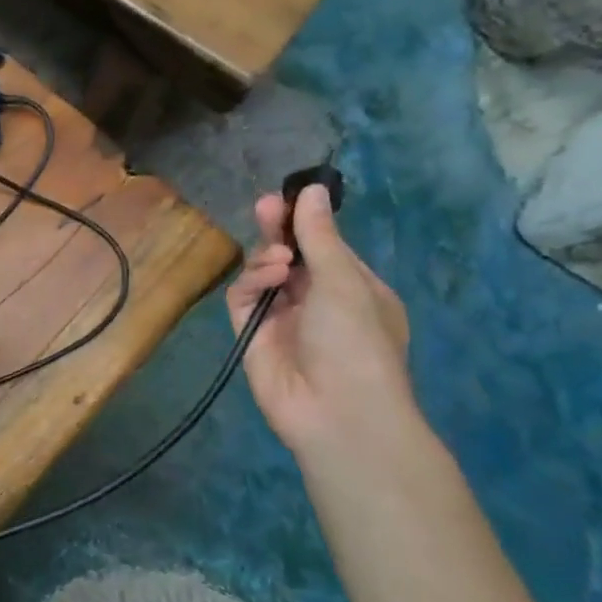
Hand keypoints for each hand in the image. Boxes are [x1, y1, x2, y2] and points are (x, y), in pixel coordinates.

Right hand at [225, 185, 415, 459]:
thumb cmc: (357, 341)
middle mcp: (317, 300)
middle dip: (278, 231)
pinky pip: (244, 297)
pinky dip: (251, 282)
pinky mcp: (252, 333)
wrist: (337, 412)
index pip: (325, 245)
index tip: (288, 198)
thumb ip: (320, 235)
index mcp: (353, 288)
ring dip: (267, 258)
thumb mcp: (344, 281)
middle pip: (290, 255)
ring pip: (263, 273)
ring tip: (277, 261)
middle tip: (265, 207)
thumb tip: (312, 189)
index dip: (306, 222)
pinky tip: (266, 280)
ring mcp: (283, 318)